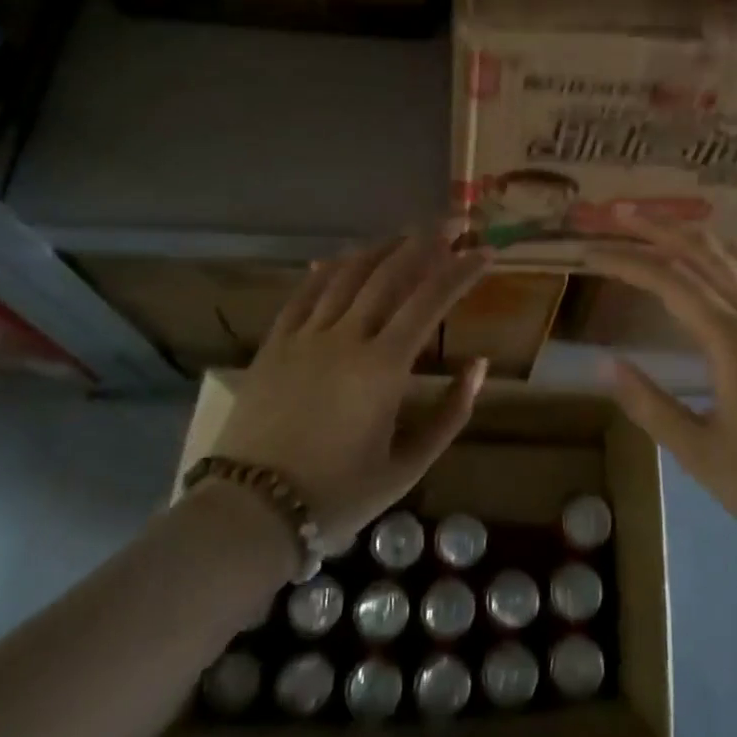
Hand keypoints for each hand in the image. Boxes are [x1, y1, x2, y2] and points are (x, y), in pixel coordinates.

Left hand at [197, 227, 492, 541]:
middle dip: (426, 242)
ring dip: (381, 247)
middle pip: (390, 273)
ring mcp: (305, 336)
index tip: (485, 251)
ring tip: (406, 234)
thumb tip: (479, 366)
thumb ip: (450, 415)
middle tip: (452, 223)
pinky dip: (327, 269)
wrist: (250, 512)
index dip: (462, 270)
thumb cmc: (337, 495)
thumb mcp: (407, 468)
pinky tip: (340, 258)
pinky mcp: (275, 344)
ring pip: (347, 274)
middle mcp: (346, 337)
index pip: (431, 300)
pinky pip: (304, 292)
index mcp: (383, 367)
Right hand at [588, 221, 736, 547]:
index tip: (590, 252)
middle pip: (704, 254)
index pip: (670, 282)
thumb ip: (649, 405)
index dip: (627, 262)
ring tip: (651, 229)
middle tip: (618, 213)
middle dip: (659, 228)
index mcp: (734, 341)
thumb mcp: (699, 452)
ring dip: (687, 240)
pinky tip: (699, 273)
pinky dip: (712, 263)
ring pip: (729, 262)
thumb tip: (605, 366)